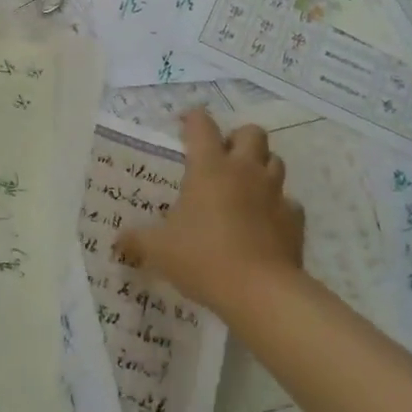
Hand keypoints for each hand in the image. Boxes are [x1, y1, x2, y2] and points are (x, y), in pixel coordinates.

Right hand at [116, 108, 304, 316]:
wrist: (261, 292)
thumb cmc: (203, 257)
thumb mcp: (159, 249)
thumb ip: (137, 240)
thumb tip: (117, 243)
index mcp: (209, 167)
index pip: (201, 124)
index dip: (192, 119)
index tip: (183, 126)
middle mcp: (244, 170)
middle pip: (251, 133)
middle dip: (238, 139)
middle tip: (222, 158)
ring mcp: (274, 193)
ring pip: (275, 161)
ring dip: (261, 167)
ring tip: (244, 186)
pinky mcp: (294, 220)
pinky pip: (289, 202)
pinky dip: (278, 207)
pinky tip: (265, 222)